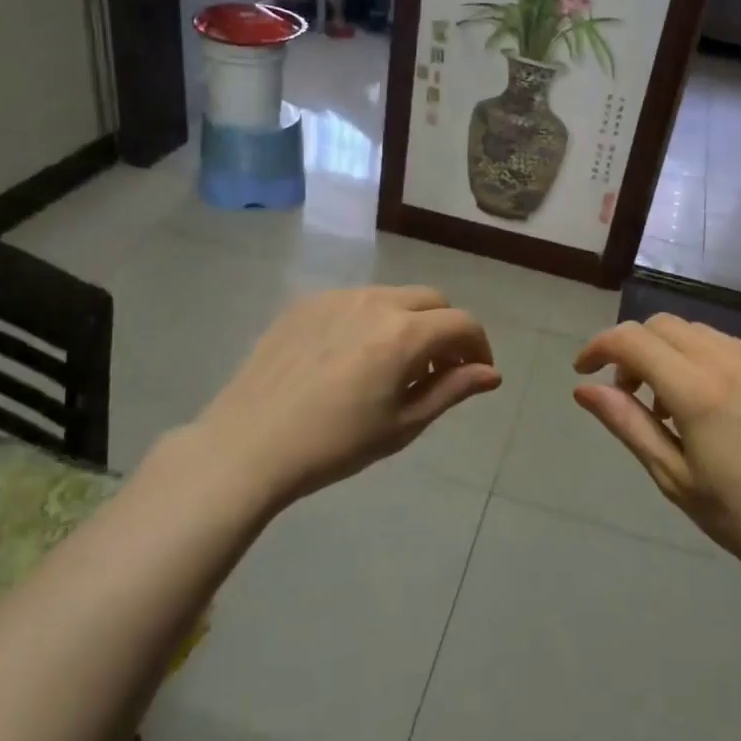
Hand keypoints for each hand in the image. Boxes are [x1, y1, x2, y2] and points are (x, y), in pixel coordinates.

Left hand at [185, 286, 500, 506]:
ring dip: (410, 321)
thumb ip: (452, 390)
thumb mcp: (403, 424)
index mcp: (405, 333)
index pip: (463, 323)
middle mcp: (376, 302)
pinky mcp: (306, 304)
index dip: (479, 346)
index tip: (475, 374)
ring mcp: (337, 298)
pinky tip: (351, 358)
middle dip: (447, 329)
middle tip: (438, 369)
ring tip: (394, 364)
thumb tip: (491, 373)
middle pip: (432, 300)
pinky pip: (355, 301)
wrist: (248, 444)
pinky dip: (371, 320)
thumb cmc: (335, 444)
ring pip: (393, 296)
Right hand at [572, 315, 740, 597]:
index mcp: (698, 389)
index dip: (598, 347)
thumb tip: (584, 389)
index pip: (632, 340)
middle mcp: (728, 360)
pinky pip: (726, 345)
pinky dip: (699, 358)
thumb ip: (628, 424)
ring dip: (666, 352)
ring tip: (666, 406)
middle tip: (626, 395)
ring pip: (695, 331)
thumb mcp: (674, 478)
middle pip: (662, 325)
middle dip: (632, 349)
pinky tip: (706, 405)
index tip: (583, 372)